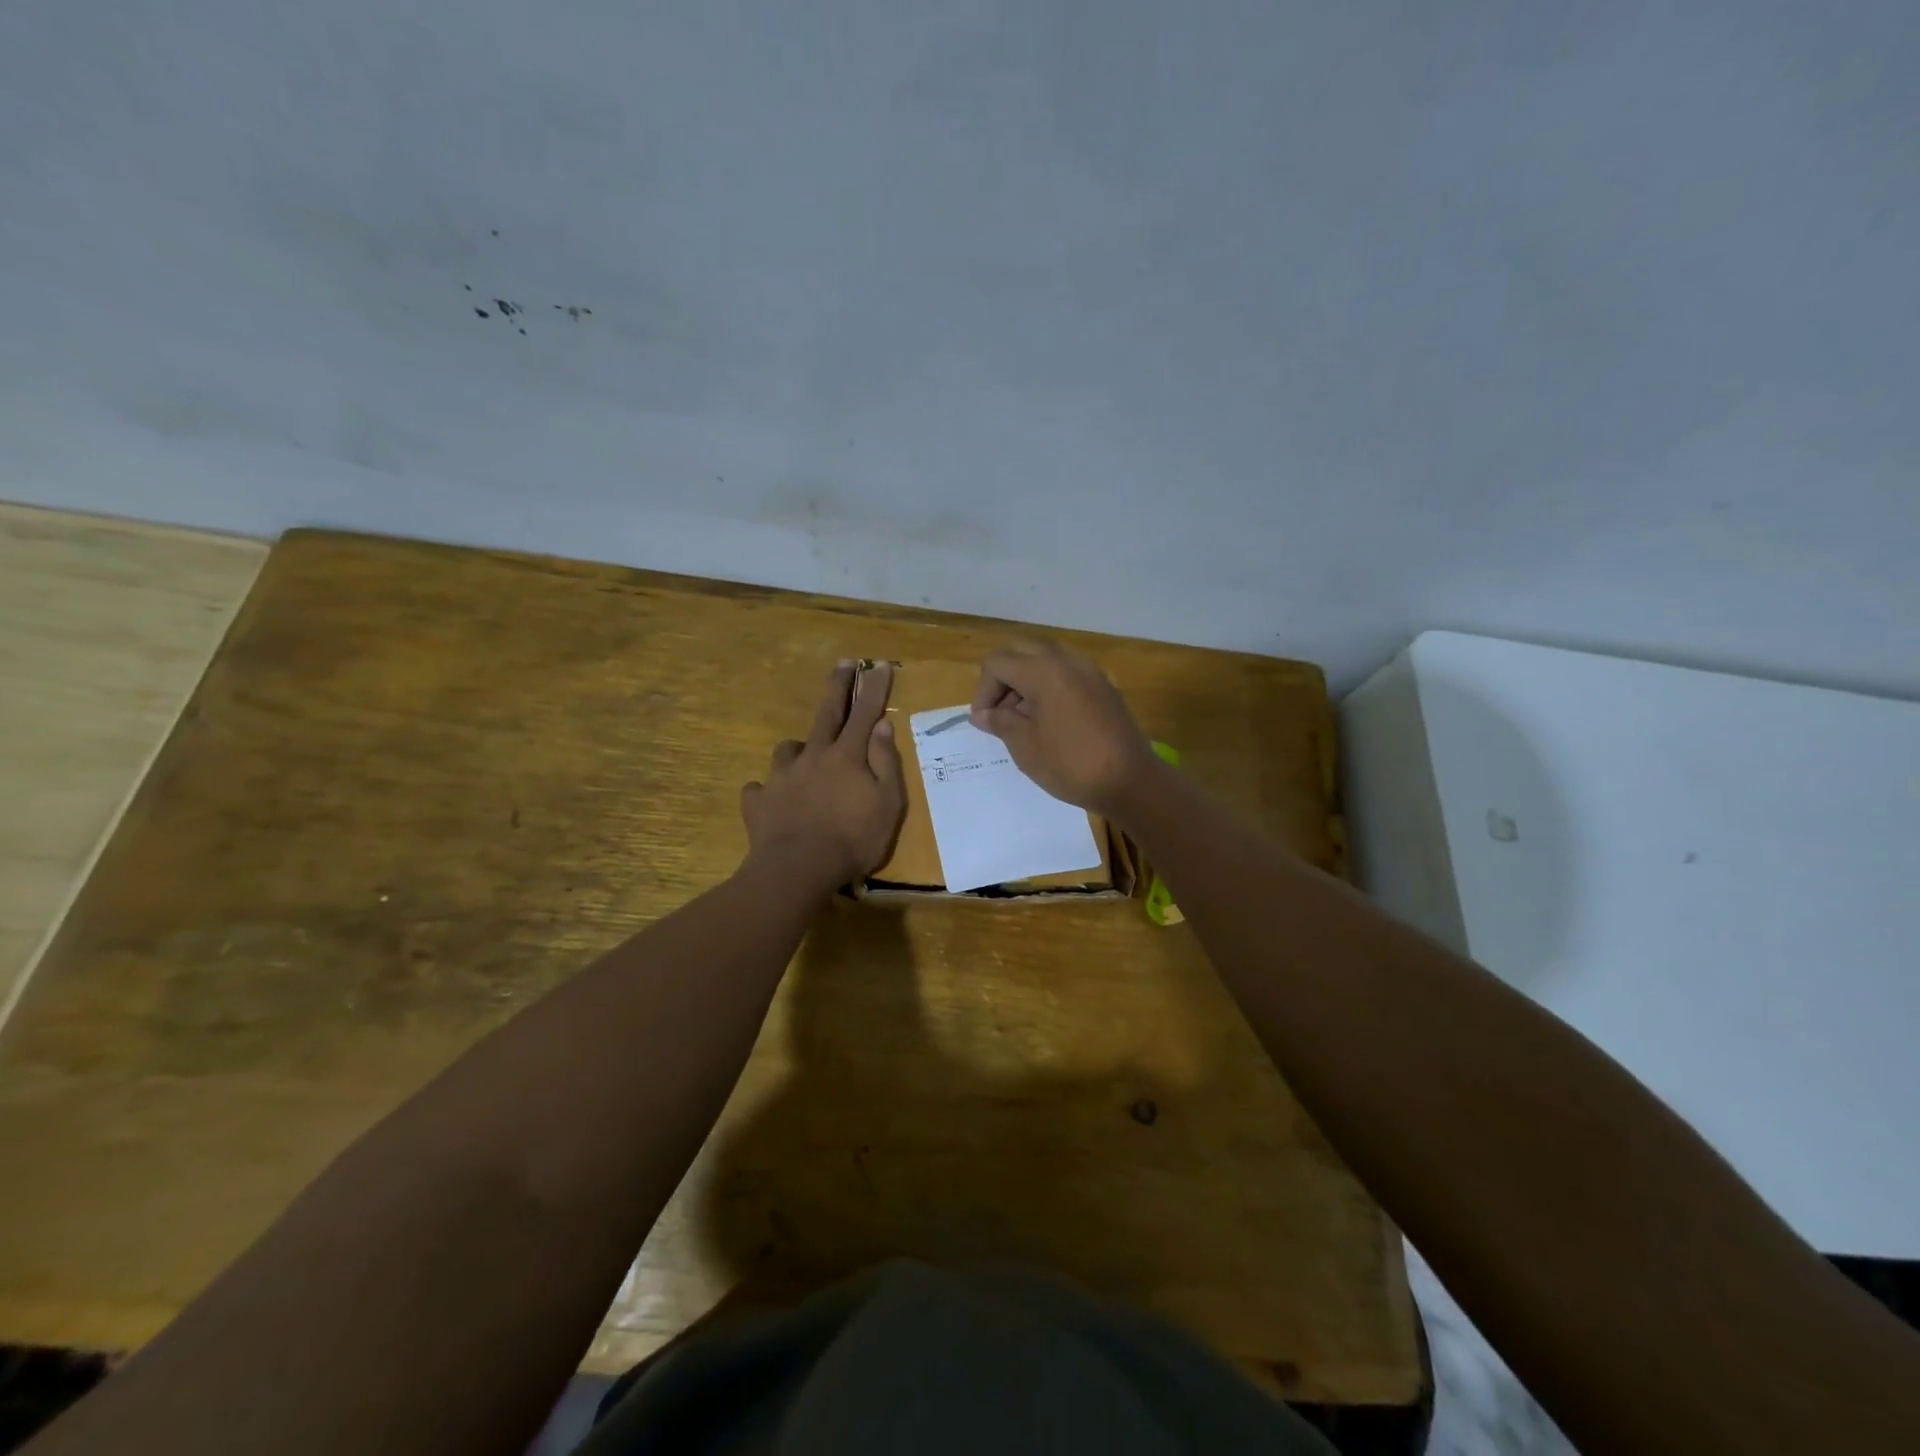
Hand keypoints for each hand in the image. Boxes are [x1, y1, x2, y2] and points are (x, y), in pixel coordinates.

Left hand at [741, 661, 905, 890]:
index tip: (881, 665)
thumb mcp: (887, 804)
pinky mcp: (758, 801)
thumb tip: (882, 727)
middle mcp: (812, 756)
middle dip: (837, 686)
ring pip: (789, 749)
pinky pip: (761, 788)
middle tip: (844, 663)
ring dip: (799, 748)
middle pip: (826, 713)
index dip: (874, 688)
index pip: (864, 713)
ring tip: (805, 758)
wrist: (797, 870)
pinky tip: (772, 800)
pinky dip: (768, 790)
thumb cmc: (853, 840)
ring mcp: (781, 777)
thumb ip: (885, 763)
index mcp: (846, 756)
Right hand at [969, 641, 1157, 815]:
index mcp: (1042, 670)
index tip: (985, 722)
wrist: (1130, 780)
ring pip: (1046, 659)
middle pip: (1020, 652)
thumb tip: (984, 714)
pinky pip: (1067, 673)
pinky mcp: (1104, 686)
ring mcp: (1089, 670)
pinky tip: (1051, 720)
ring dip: (1026, 680)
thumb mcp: (1024, 746)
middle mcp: (1066, 660)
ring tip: (1024, 719)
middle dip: (1003, 679)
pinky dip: (1050, 686)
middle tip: (1001, 714)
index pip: (997, 662)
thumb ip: (1000, 722)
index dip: (983, 691)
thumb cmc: (1069, 763)